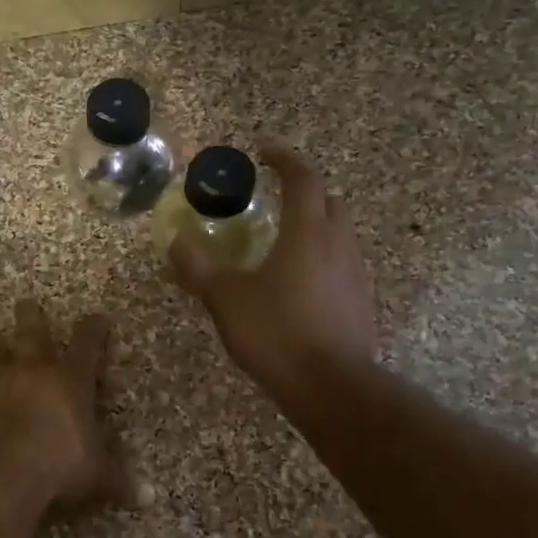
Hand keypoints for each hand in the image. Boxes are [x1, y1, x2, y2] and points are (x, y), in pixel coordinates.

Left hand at [0, 299, 135, 509]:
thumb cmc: (57, 465)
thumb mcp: (97, 475)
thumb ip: (118, 479)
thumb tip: (149, 497)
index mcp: (69, 381)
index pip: (87, 345)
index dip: (94, 329)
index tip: (98, 317)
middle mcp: (30, 371)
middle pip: (31, 333)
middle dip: (31, 317)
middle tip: (25, 302)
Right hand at [168, 143, 380, 400]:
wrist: (332, 387)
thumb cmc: (276, 333)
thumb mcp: (225, 299)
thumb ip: (199, 267)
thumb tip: (176, 241)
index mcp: (308, 233)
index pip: (303, 179)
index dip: (284, 160)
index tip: (264, 150)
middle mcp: (338, 244)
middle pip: (328, 202)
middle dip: (304, 192)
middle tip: (274, 198)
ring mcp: (355, 274)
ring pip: (338, 234)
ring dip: (314, 226)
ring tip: (283, 241)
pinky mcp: (361, 302)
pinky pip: (341, 264)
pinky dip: (321, 258)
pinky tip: (298, 283)